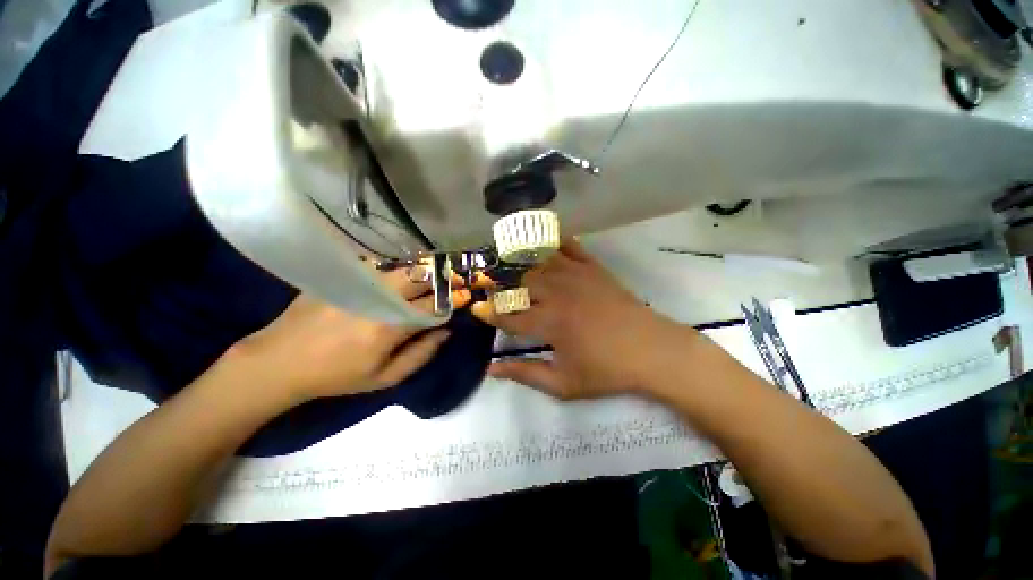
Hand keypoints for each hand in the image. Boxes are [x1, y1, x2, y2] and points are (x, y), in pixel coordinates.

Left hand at [229, 267, 476, 404]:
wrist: (281, 361)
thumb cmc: (337, 376)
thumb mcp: (385, 378)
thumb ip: (421, 354)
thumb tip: (445, 332)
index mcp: (389, 326)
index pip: (433, 307)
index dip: (453, 301)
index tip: (465, 296)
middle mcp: (378, 298)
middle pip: (421, 279)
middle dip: (443, 279)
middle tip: (454, 281)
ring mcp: (358, 283)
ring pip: (402, 269)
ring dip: (423, 272)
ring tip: (432, 278)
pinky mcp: (342, 276)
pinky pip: (378, 266)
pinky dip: (396, 269)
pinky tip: (399, 276)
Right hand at [472, 239, 697, 399]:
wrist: (652, 351)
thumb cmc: (607, 371)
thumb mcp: (563, 384)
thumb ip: (525, 374)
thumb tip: (491, 369)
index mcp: (549, 323)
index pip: (509, 316)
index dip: (489, 313)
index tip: (475, 309)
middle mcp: (558, 293)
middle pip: (521, 282)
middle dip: (502, 284)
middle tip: (490, 285)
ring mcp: (577, 276)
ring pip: (540, 260)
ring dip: (521, 260)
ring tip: (507, 259)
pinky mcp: (594, 268)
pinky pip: (570, 247)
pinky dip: (555, 240)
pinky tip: (545, 238)